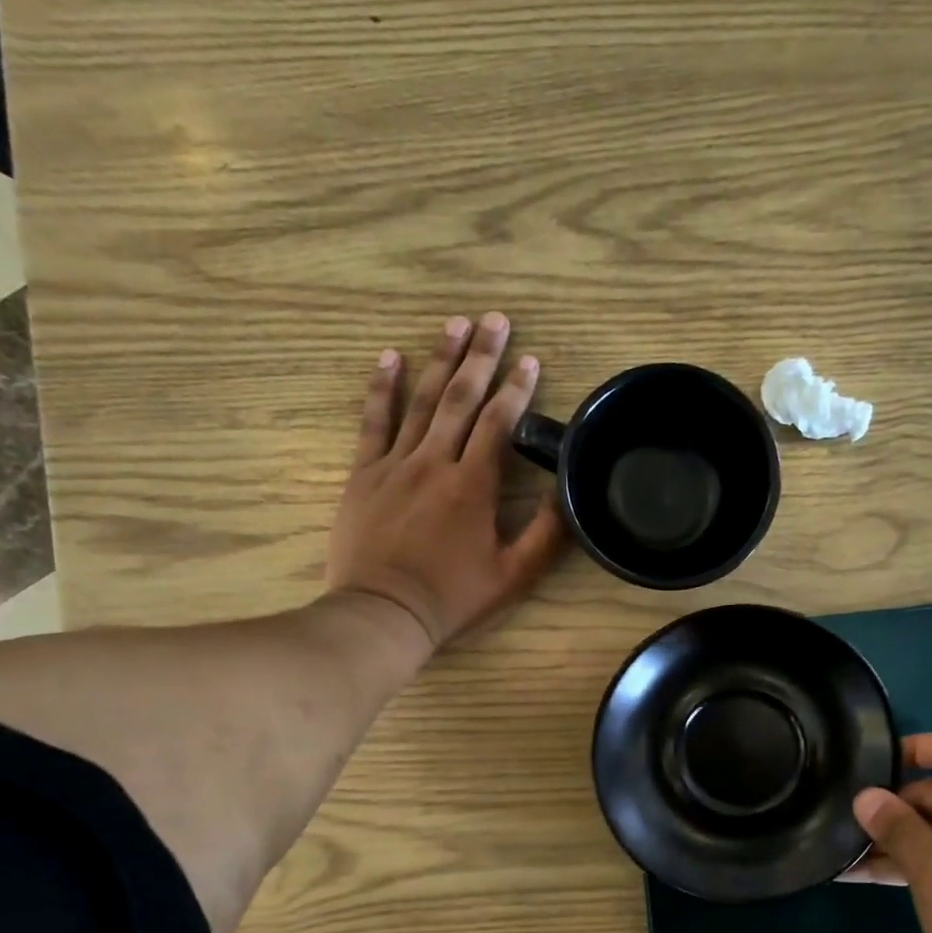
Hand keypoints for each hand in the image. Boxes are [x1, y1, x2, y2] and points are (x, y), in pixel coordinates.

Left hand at [327, 314, 565, 650]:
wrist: (382, 613)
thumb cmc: (452, 598)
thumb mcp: (513, 576)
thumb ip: (545, 534)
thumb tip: (568, 493)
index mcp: (472, 486)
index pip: (498, 423)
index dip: (517, 389)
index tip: (530, 359)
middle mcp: (434, 463)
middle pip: (460, 398)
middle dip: (481, 356)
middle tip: (495, 319)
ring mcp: (394, 465)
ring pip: (420, 402)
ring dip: (439, 359)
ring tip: (455, 323)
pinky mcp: (363, 475)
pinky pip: (373, 422)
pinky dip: (382, 388)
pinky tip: (390, 357)